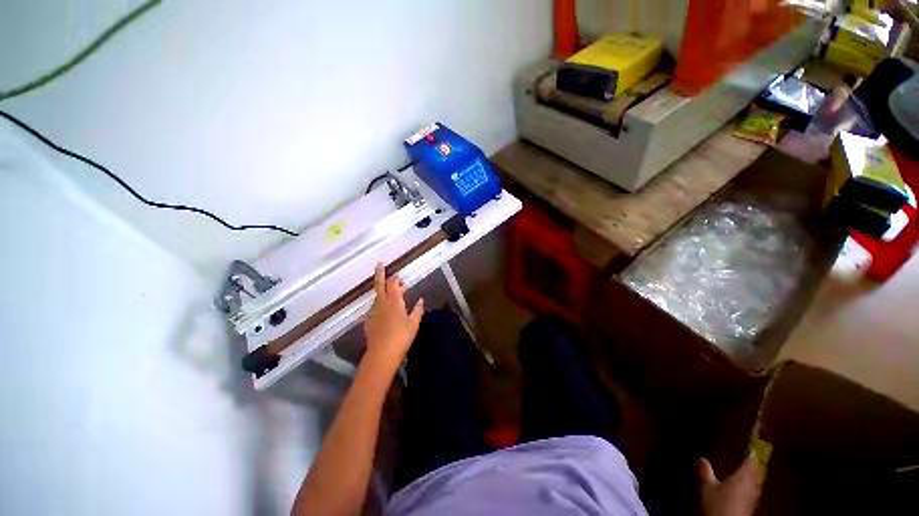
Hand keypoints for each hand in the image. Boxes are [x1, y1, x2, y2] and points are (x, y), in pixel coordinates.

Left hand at [362, 263, 423, 368]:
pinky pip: (374, 308)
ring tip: (392, 295)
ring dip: (383, 292)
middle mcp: (381, 303)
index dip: (396, 278)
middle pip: (379, 284)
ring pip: (377, 297)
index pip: (393, 283)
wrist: (382, 354)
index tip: (400, 277)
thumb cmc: (401, 337)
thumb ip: (417, 310)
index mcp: (394, 301)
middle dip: (380, 273)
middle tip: (379, 263)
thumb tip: (420, 300)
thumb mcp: (414, 323)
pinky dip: (380, 306)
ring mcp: (373, 311)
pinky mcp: (368, 321)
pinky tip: (385, 313)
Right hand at [699, 453, 760, 515]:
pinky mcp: (751, 503)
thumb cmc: (719, 503)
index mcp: (744, 475)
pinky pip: (752, 489)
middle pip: (756, 470)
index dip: (750, 451)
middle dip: (752, 463)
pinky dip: (749, 484)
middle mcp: (753, 483)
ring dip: (751, 474)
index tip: (749, 443)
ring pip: (755, 480)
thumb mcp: (708, 487)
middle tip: (746, 454)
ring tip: (744, 469)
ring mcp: (753, 494)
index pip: (751, 459)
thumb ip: (706, 472)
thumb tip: (702, 459)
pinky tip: (741, 485)